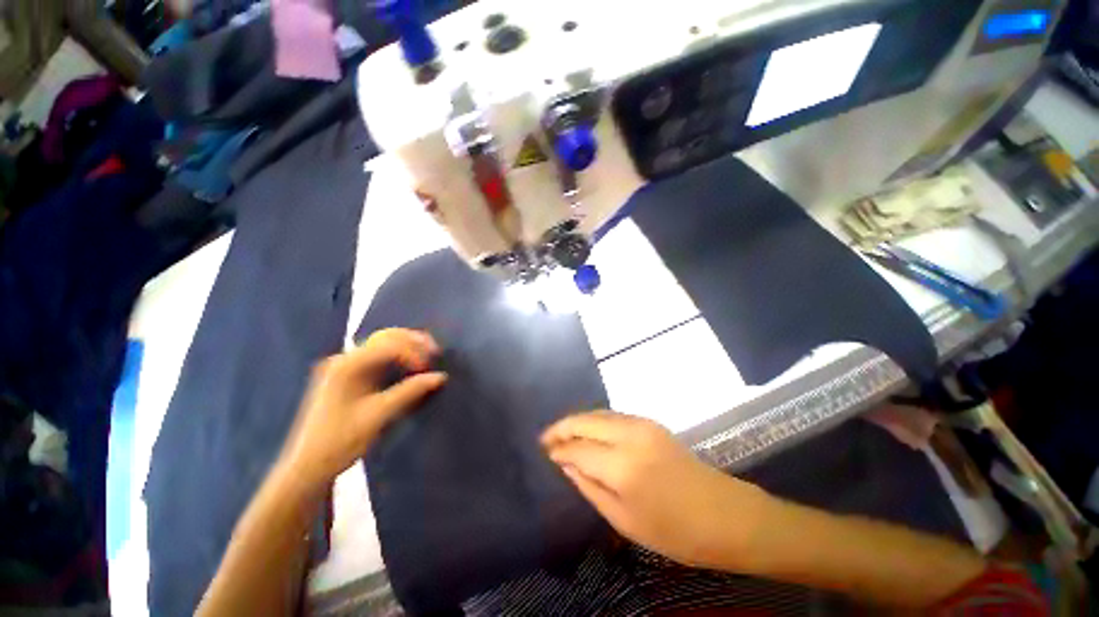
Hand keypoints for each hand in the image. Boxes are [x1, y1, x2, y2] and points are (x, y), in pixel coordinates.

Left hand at [279, 329, 446, 488]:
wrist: (307, 468)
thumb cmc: (341, 441)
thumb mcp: (378, 416)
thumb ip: (410, 392)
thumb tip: (440, 376)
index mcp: (347, 365)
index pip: (389, 346)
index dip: (414, 352)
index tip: (430, 368)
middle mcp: (344, 359)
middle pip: (385, 338)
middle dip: (413, 342)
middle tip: (435, 352)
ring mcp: (344, 367)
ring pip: (382, 345)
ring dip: (407, 348)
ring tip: (427, 356)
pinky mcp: (348, 377)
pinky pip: (378, 358)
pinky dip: (398, 358)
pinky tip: (410, 365)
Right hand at [541, 412, 768, 568]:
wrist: (725, 514)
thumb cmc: (675, 531)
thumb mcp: (625, 520)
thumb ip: (590, 487)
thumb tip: (566, 465)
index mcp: (623, 466)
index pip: (577, 448)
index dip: (558, 450)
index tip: (544, 453)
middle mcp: (629, 435)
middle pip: (585, 421)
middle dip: (562, 427)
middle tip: (545, 438)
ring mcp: (642, 424)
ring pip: (598, 413)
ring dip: (577, 421)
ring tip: (561, 434)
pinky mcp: (650, 422)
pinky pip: (612, 416)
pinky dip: (594, 420)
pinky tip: (588, 431)